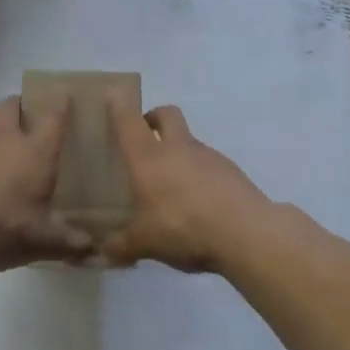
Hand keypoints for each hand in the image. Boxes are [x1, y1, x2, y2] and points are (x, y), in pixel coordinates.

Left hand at [0, 96, 94, 271]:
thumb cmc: (3, 226)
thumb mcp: (42, 240)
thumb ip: (70, 241)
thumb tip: (93, 248)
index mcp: (35, 151)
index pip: (53, 117)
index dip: (61, 102)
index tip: (65, 94)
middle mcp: (6, 140)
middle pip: (11, 105)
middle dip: (21, 105)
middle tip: (30, 117)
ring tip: (5, 147)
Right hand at [103, 95, 270, 273]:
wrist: (245, 232)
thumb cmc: (182, 227)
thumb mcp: (144, 243)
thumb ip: (121, 246)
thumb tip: (103, 252)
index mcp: (148, 157)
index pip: (128, 121)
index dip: (119, 106)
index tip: (113, 97)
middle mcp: (177, 147)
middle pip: (166, 114)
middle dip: (153, 118)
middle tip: (144, 138)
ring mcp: (208, 156)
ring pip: (189, 141)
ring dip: (178, 152)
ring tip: (170, 186)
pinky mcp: (230, 171)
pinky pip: (208, 165)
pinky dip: (198, 175)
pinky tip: (197, 204)